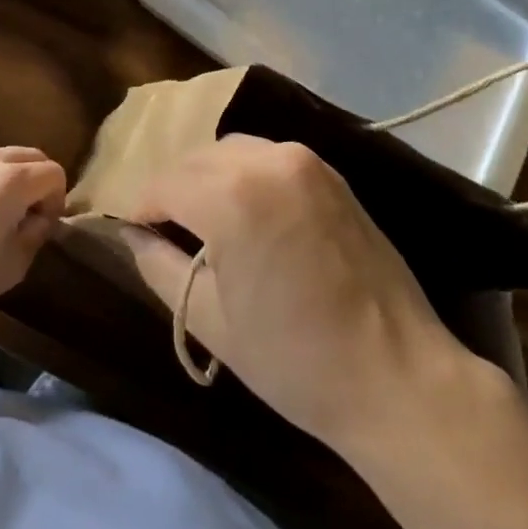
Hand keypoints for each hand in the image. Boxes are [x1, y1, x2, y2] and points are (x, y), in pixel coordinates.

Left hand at [0, 146, 66, 327]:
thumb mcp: (14, 264)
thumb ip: (36, 234)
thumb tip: (39, 219)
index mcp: (12, 180)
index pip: (54, 173)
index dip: (57, 199)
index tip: (44, 227)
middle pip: (32, 157)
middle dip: (39, 182)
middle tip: (28, 218)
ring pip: (4, 157)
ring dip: (13, 178)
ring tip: (0, 215)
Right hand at [120, 135, 505, 451]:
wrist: (398, 377)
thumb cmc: (295, 360)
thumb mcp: (212, 321)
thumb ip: (159, 266)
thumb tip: (129, 235)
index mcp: (232, 196)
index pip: (163, 184)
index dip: (140, 209)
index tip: (132, 234)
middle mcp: (267, 160)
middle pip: (195, 160)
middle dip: (173, 191)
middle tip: (165, 234)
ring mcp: (305, 161)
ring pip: (231, 151)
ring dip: (208, 178)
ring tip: (205, 223)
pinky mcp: (330, 173)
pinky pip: (268, 157)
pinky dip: (245, 174)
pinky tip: (248, 213)